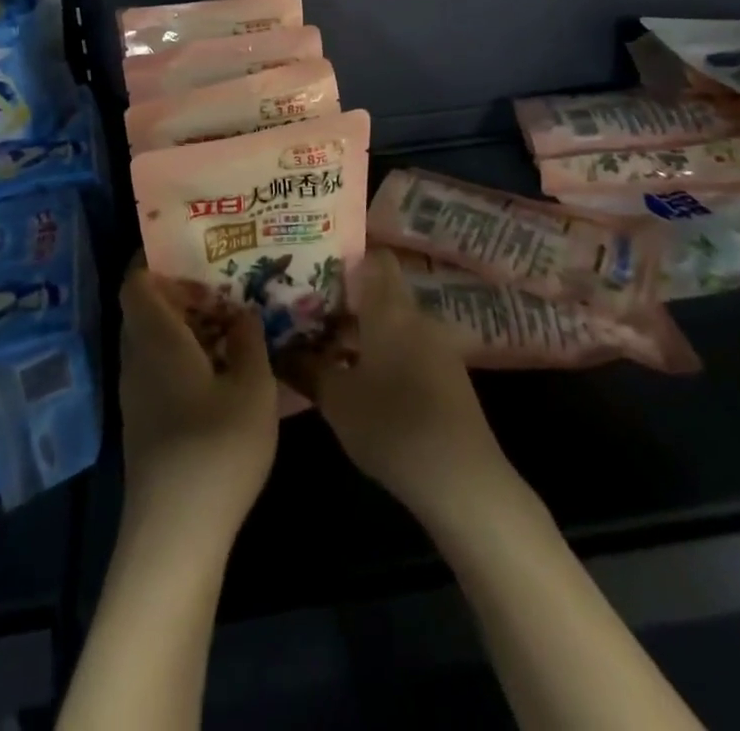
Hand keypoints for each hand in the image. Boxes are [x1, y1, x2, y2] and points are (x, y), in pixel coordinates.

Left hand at [118, 268, 278, 549]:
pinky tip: (221, 366)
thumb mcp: (252, 388)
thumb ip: (249, 341)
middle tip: (224, 278)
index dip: (155, 257)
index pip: (136, 280)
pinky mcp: (144, 420)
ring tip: (230, 316)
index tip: (193, 245)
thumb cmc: (215, 448)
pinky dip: (182, 353)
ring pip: (152, 338)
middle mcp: (137, 357)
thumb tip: (242, 312)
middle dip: (180, 288)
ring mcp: (137, 392)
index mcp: (157, 337)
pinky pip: (157, 366)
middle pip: (145, 307)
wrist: (175, 534)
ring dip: (184, 323)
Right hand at [283, 250, 509, 524]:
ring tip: (325, 351)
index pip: (375, 258)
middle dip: (344, 303)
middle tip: (307, 315)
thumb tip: (278, 350)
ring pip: (393, 324)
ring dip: (362, 332)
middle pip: (380, 293)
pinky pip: (408, 348)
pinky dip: (383, 354)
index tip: (315, 271)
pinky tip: (360, 382)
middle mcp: (417, 317)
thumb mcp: (336, 399)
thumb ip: (305, 368)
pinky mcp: (448, 377)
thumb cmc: (392, 425)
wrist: (461, 480)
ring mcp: (438, 347)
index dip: (347, 258)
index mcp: (391, 308)